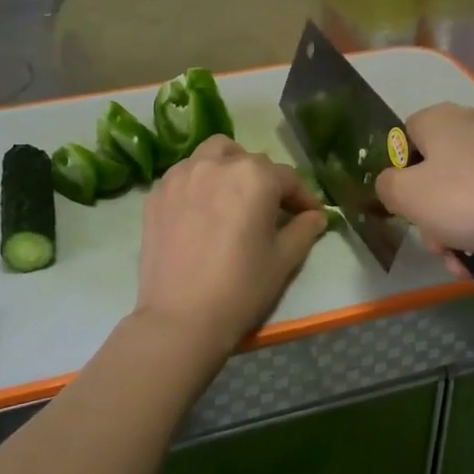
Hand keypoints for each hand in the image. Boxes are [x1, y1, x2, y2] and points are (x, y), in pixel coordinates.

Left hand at [134, 136, 326, 360]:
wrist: (180, 318)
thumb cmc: (241, 288)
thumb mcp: (283, 260)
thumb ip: (303, 230)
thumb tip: (316, 216)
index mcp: (255, 176)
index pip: (288, 177)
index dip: (303, 197)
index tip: (310, 215)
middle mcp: (217, 164)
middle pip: (249, 161)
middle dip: (265, 181)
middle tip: (270, 210)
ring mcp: (181, 175)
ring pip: (212, 155)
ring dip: (229, 168)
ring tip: (232, 197)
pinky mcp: (157, 193)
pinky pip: (184, 174)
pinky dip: (198, 182)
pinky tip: (201, 210)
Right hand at [374, 103, 473, 264]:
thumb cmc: (469, 199)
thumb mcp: (407, 196)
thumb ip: (386, 186)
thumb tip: (392, 184)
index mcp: (437, 119)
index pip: (404, 140)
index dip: (400, 175)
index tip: (406, 208)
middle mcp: (471, 125)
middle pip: (436, 174)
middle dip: (431, 216)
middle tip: (437, 244)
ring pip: (465, 195)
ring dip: (457, 232)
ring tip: (465, 263)